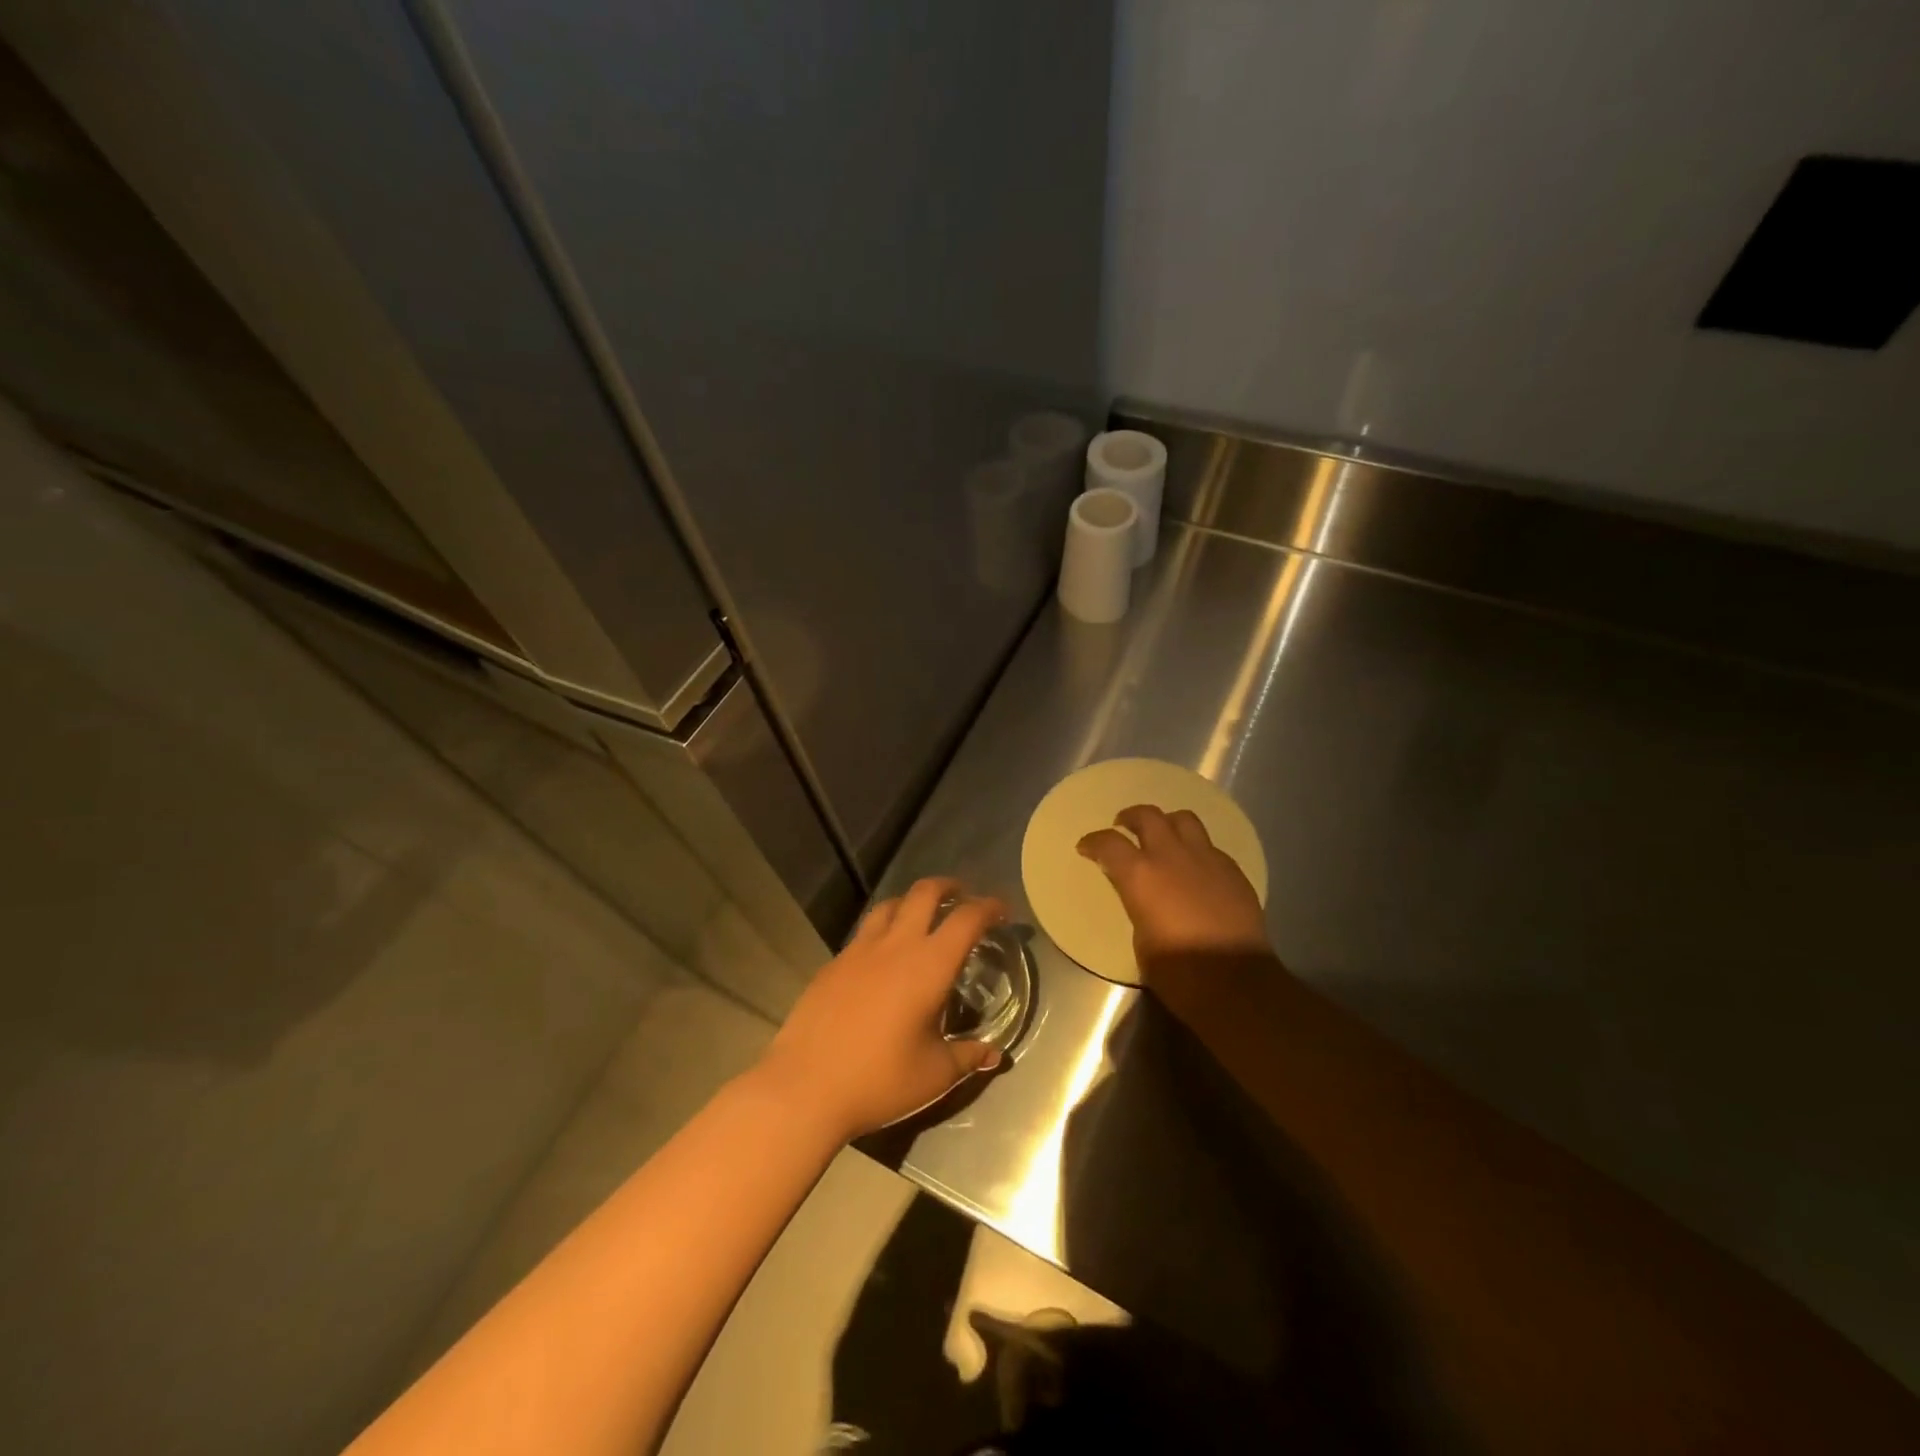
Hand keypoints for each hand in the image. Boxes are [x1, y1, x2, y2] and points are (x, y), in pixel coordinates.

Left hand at [756, 878, 1005, 1139]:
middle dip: (949, 887)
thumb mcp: (934, 1074)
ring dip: (912, 902)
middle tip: (963, 896)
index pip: (967, 919)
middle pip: (925, 893)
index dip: (989, 907)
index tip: (1002, 910)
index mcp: (929, 965)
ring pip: (890, 905)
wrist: (805, 1086)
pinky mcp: (833, 964)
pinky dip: (883, 929)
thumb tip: (995, 1054)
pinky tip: (883, 957)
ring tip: (922, 917)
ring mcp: (859, 950)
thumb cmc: (879, 1080)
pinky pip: (865, 932)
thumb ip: (968, 1056)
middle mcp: (896, 945)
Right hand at [1076, 805, 1269, 966]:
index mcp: (1141, 875)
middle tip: (1123, 826)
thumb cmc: (1178, 971)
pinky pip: (1209, 846)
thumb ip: (1137, 903)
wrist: (1236, 982)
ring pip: (1184, 819)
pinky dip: (1195, 849)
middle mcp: (1172, 856)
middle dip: (1130, 817)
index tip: (1086, 848)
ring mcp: (1206, 859)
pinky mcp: (1232, 870)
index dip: (1093, 842)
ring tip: (1162, 836)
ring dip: (1167, 823)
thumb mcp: (1141, 938)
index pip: (1108, 842)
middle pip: (1148, 816)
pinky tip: (1194, 867)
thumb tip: (1141, 895)